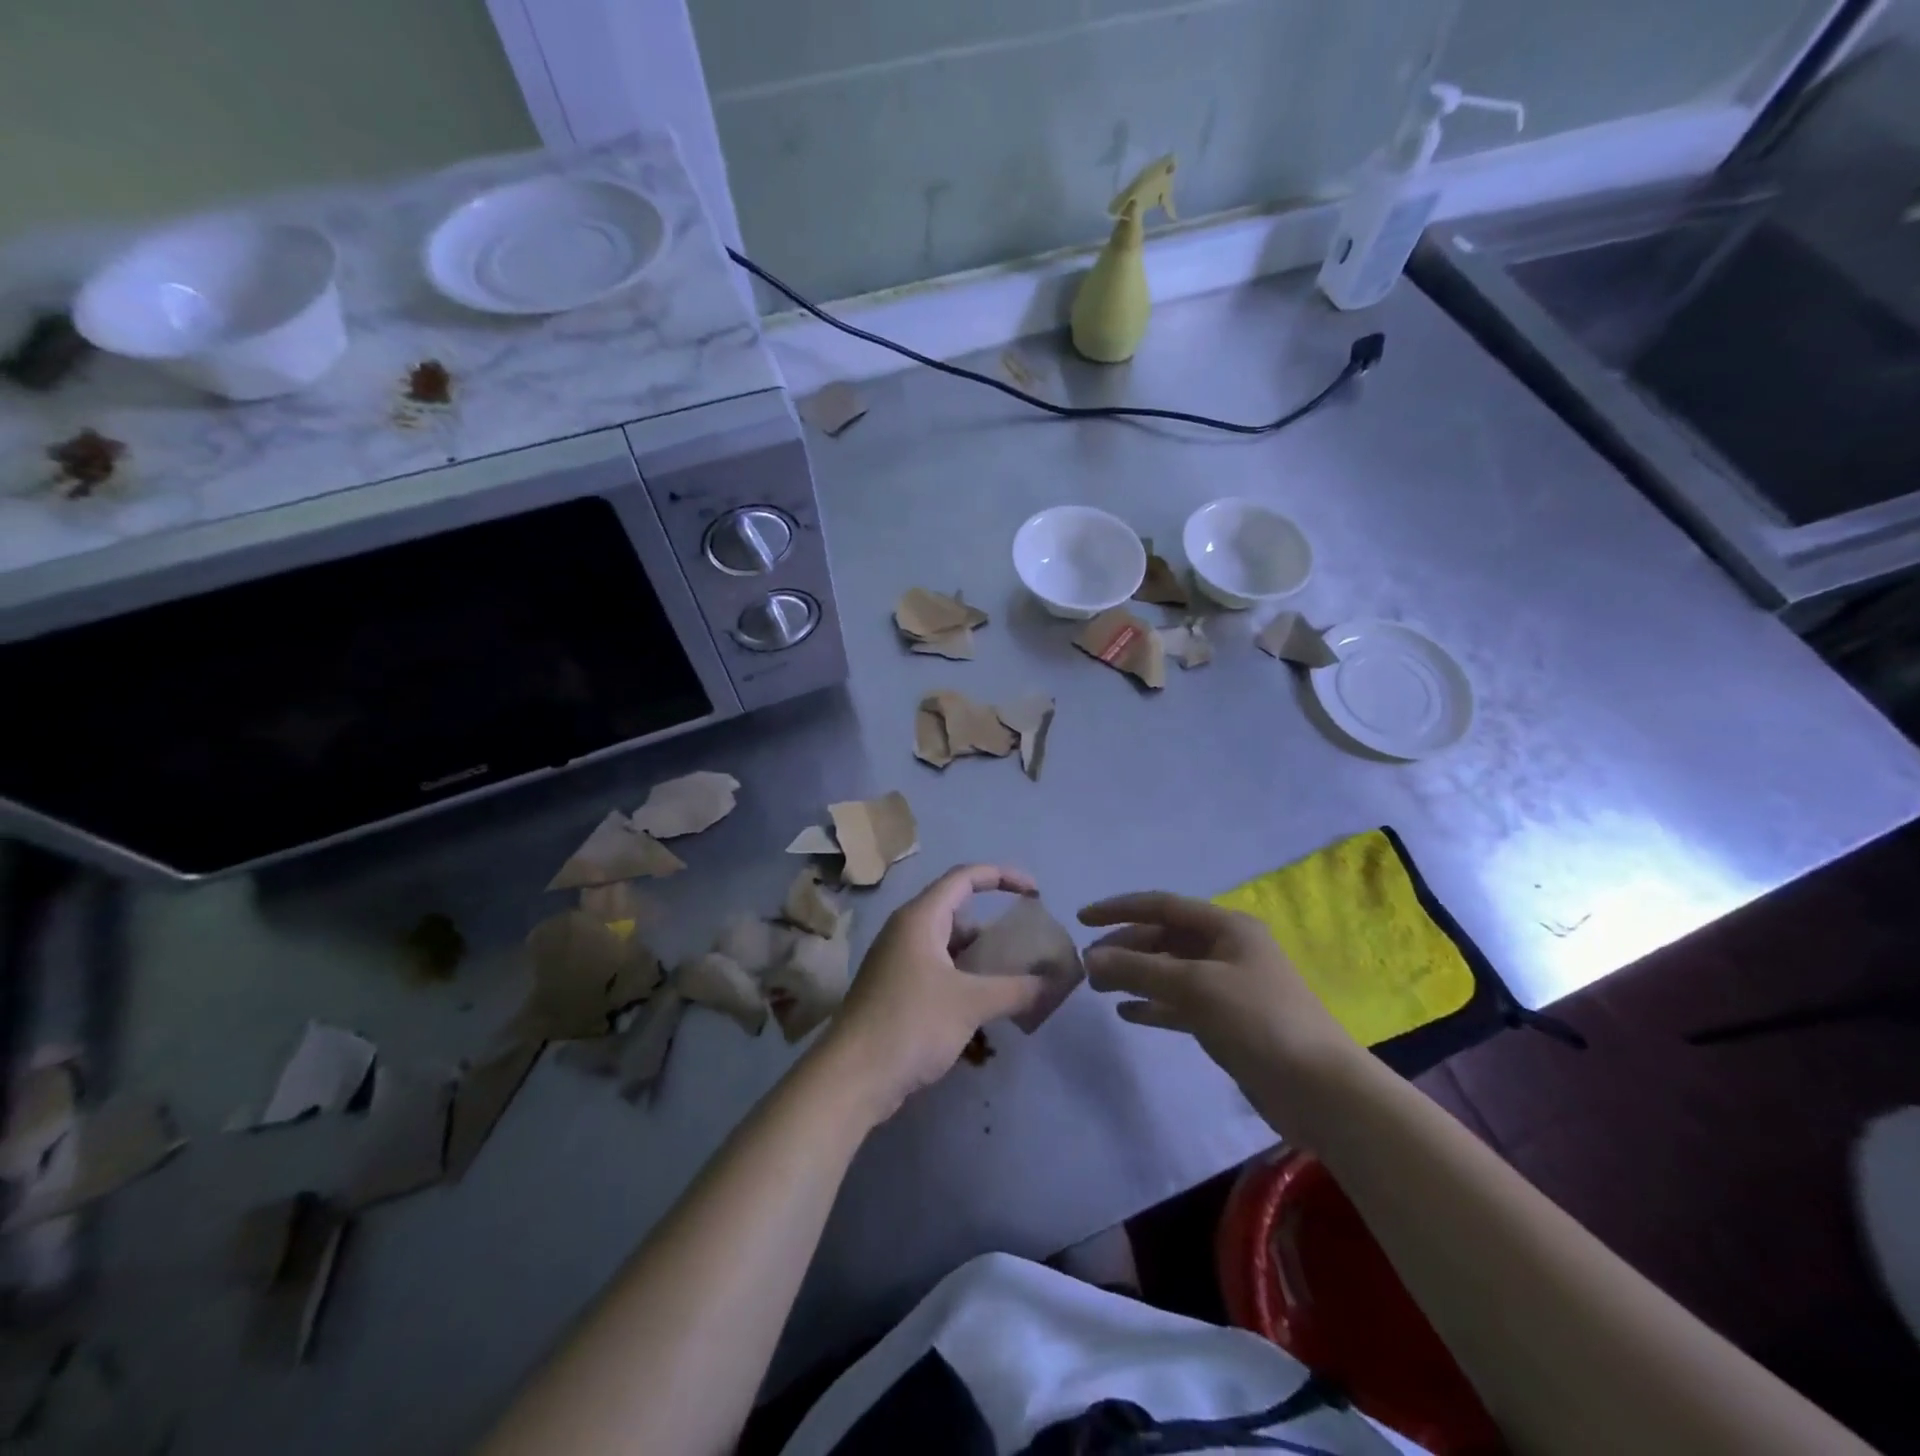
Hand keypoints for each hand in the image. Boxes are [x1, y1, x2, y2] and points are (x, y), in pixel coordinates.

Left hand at [819, 865, 1045, 1121]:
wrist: (852, 1076)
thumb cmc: (910, 1024)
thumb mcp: (970, 1003)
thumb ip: (1015, 989)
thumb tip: (1052, 982)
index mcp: (920, 918)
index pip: (965, 877)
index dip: (1002, 876)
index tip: (1034, 891)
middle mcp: (906, 931)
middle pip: (957, 911)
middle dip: (994, 925)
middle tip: (1026, 944)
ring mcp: (898, 961)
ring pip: (948, 945)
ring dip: (980, 956)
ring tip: (1014, 977)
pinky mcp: (896, 989)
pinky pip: (938, 969)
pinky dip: (964, 978)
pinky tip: (985, 1004)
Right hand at [1079, 892, 1367, 1136]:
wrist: (1319, 1090)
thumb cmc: (1259, 1021)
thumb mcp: (1195, 987)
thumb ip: (1139, 969)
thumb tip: (1089, 958)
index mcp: (1226, 927)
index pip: (1163, 905)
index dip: (1120, 909)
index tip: (1082, 919)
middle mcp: (1226, 950)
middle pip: (1164, 938)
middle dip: (1126, 949)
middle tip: (1089, 967)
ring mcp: (1228, 987)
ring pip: (1170, 971)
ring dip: (1135, 976)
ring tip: (1099, 989)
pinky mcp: (1227, 1022)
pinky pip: (1180, 1004)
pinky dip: (1154, 1005)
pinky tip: (1128, 1014)